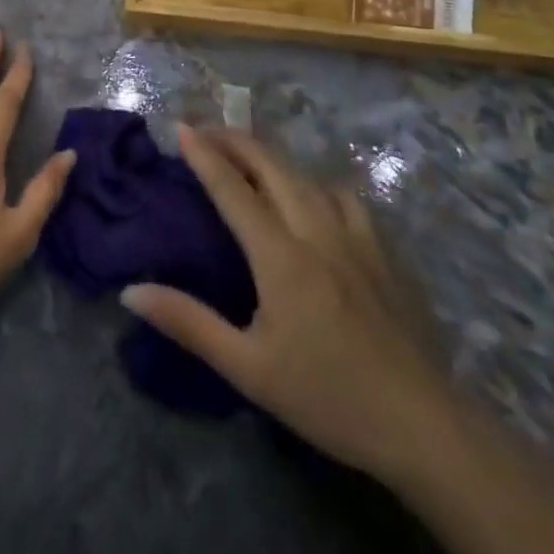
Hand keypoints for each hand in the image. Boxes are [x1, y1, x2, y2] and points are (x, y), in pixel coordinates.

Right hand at [121, 126, 454, 483]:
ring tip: (250, 159)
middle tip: (206, 132)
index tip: (181, 127)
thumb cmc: (327, 397)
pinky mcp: (383, 250)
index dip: (204, 155)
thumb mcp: (248, 368)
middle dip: (235, 140)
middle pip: (271, 165)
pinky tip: (313, 197)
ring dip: (272, 157)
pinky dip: (315, 182)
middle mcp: (316, 230)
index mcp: (280, 255)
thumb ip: (189, 323)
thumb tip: (130, 290)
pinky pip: (342, 195)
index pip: (233, 188)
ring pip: (307, 174)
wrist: (423, 426)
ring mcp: (355, 236)